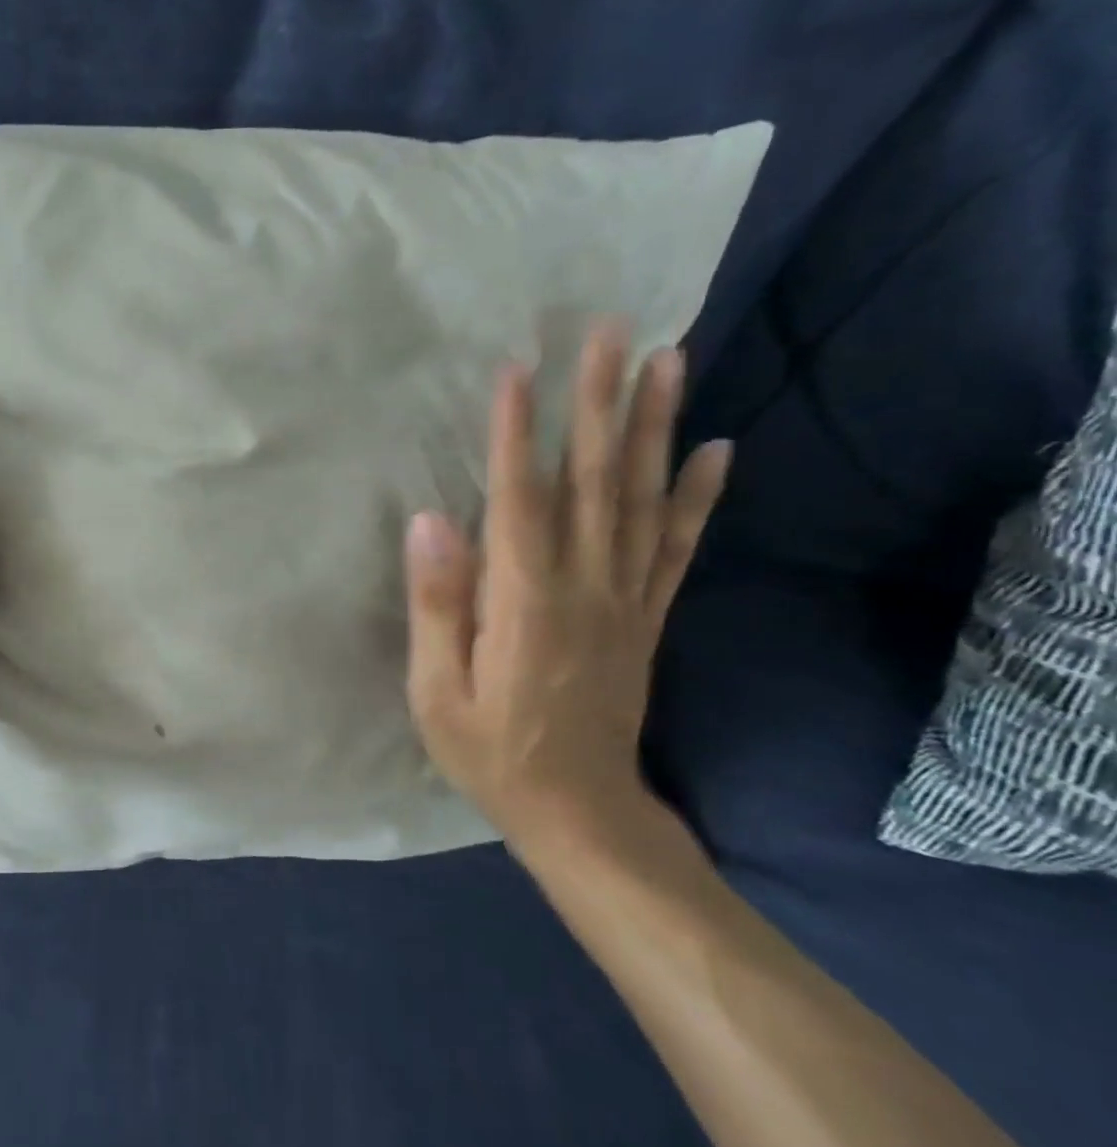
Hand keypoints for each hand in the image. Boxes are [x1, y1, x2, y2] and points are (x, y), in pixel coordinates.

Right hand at [403, 321, 730, 853]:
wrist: (580, 814)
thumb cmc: (491, 754)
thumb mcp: (437, 693)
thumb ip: (438, 607)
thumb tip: (429, 523)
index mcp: (525, 603)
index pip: (520, 500)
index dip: (516, 434)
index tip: (518, 369)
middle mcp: (586, 587)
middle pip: (596, 482)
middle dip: (600, 402)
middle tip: (612, 332)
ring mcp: (626, 599)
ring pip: (644, 500)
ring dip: (655, 427)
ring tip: (668, 360)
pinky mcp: (646, 616)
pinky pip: (678, 547)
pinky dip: (700, 496)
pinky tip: (718, 449)